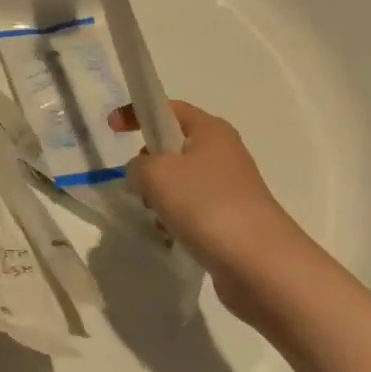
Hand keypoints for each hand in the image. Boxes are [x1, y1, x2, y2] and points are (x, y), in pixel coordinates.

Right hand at [111, 100, 306, 283]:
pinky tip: (172, 237)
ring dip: (159, 198)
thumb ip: (137, 165)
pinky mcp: (230, 219)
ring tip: (157, 217)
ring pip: (179, 183)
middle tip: (138, 183)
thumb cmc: (206, 204)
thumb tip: (142, 175)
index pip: (169, 108)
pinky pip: (191, 211)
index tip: (111, 129)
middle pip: (172, 147)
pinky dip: (175, 220)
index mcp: (211, 130)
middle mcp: (223, 153)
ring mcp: (229, 188)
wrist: (258, 263)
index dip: (138, 113)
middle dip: (148, 164)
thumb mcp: (156, 173)